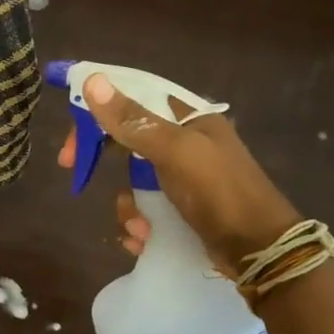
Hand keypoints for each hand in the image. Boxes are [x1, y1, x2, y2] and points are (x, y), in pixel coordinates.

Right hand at [57, 72, 299, 269]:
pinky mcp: (184, 211)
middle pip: (128, 139)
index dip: (99, 108)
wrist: (261, 252)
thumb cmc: (220, 192)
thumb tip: (92, 80)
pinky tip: (145, 239)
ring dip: (127, 206)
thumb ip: (132, 119)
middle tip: (75, 174)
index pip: (134, 98)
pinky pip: (146, 210)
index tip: (73, 126)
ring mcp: (185, 179)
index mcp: (190, 119)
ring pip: (133, 181)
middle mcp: (186, 144)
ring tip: (139, 226)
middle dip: (103, 160)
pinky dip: (140, 225)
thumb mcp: (174, 151)